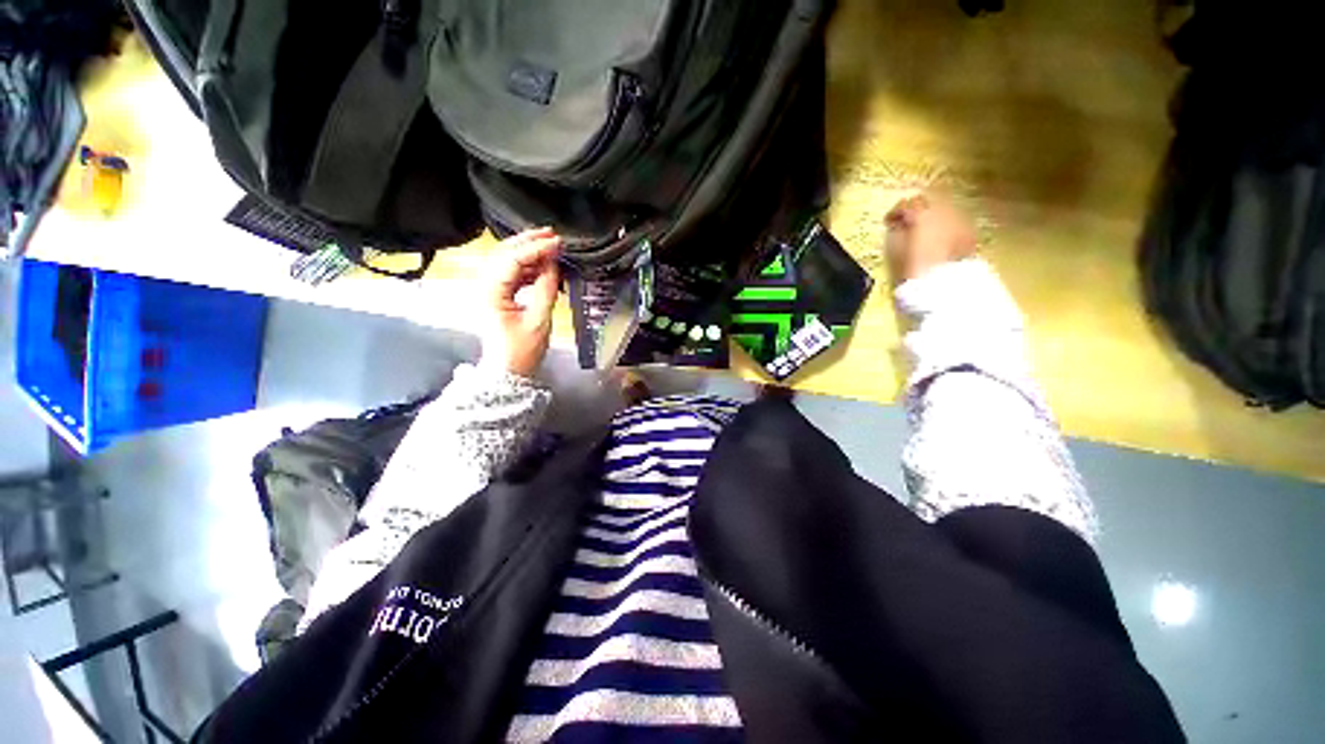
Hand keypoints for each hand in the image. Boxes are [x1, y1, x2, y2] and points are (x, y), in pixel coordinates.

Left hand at [482, 228, 561, 377]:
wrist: (507, 373)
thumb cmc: (521, 352)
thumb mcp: (539, 321)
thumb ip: (546, 289)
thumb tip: (554, 265)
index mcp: (491, 292)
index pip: (513, 260)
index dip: (536, 248)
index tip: (558, 243)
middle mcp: (485, 286)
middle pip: (504, 254)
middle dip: (528, 242)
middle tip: (552, 235)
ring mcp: (490, 291)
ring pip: (507, 262)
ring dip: (528, 252)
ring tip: (550, 247)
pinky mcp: (497, 297)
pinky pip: (511, 274)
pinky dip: (527, 267)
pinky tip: (543, 267)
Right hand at [885, 192, 977, 283]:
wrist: (943, 285)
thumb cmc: (913, 268)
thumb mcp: (895, 250)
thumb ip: (896, 231)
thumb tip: (898, 224)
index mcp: (923, 214)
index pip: (907, 204)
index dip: (895, 212)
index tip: (888, 222)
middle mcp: (944, 211)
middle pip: (929, 201)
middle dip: (916, 209)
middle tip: (905, 222)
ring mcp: (960, 221)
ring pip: (944, 209)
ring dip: (931, 216)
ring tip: (921, 230)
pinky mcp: (969, 233)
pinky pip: (954, 221)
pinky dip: (943, 224)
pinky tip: (937, 237)